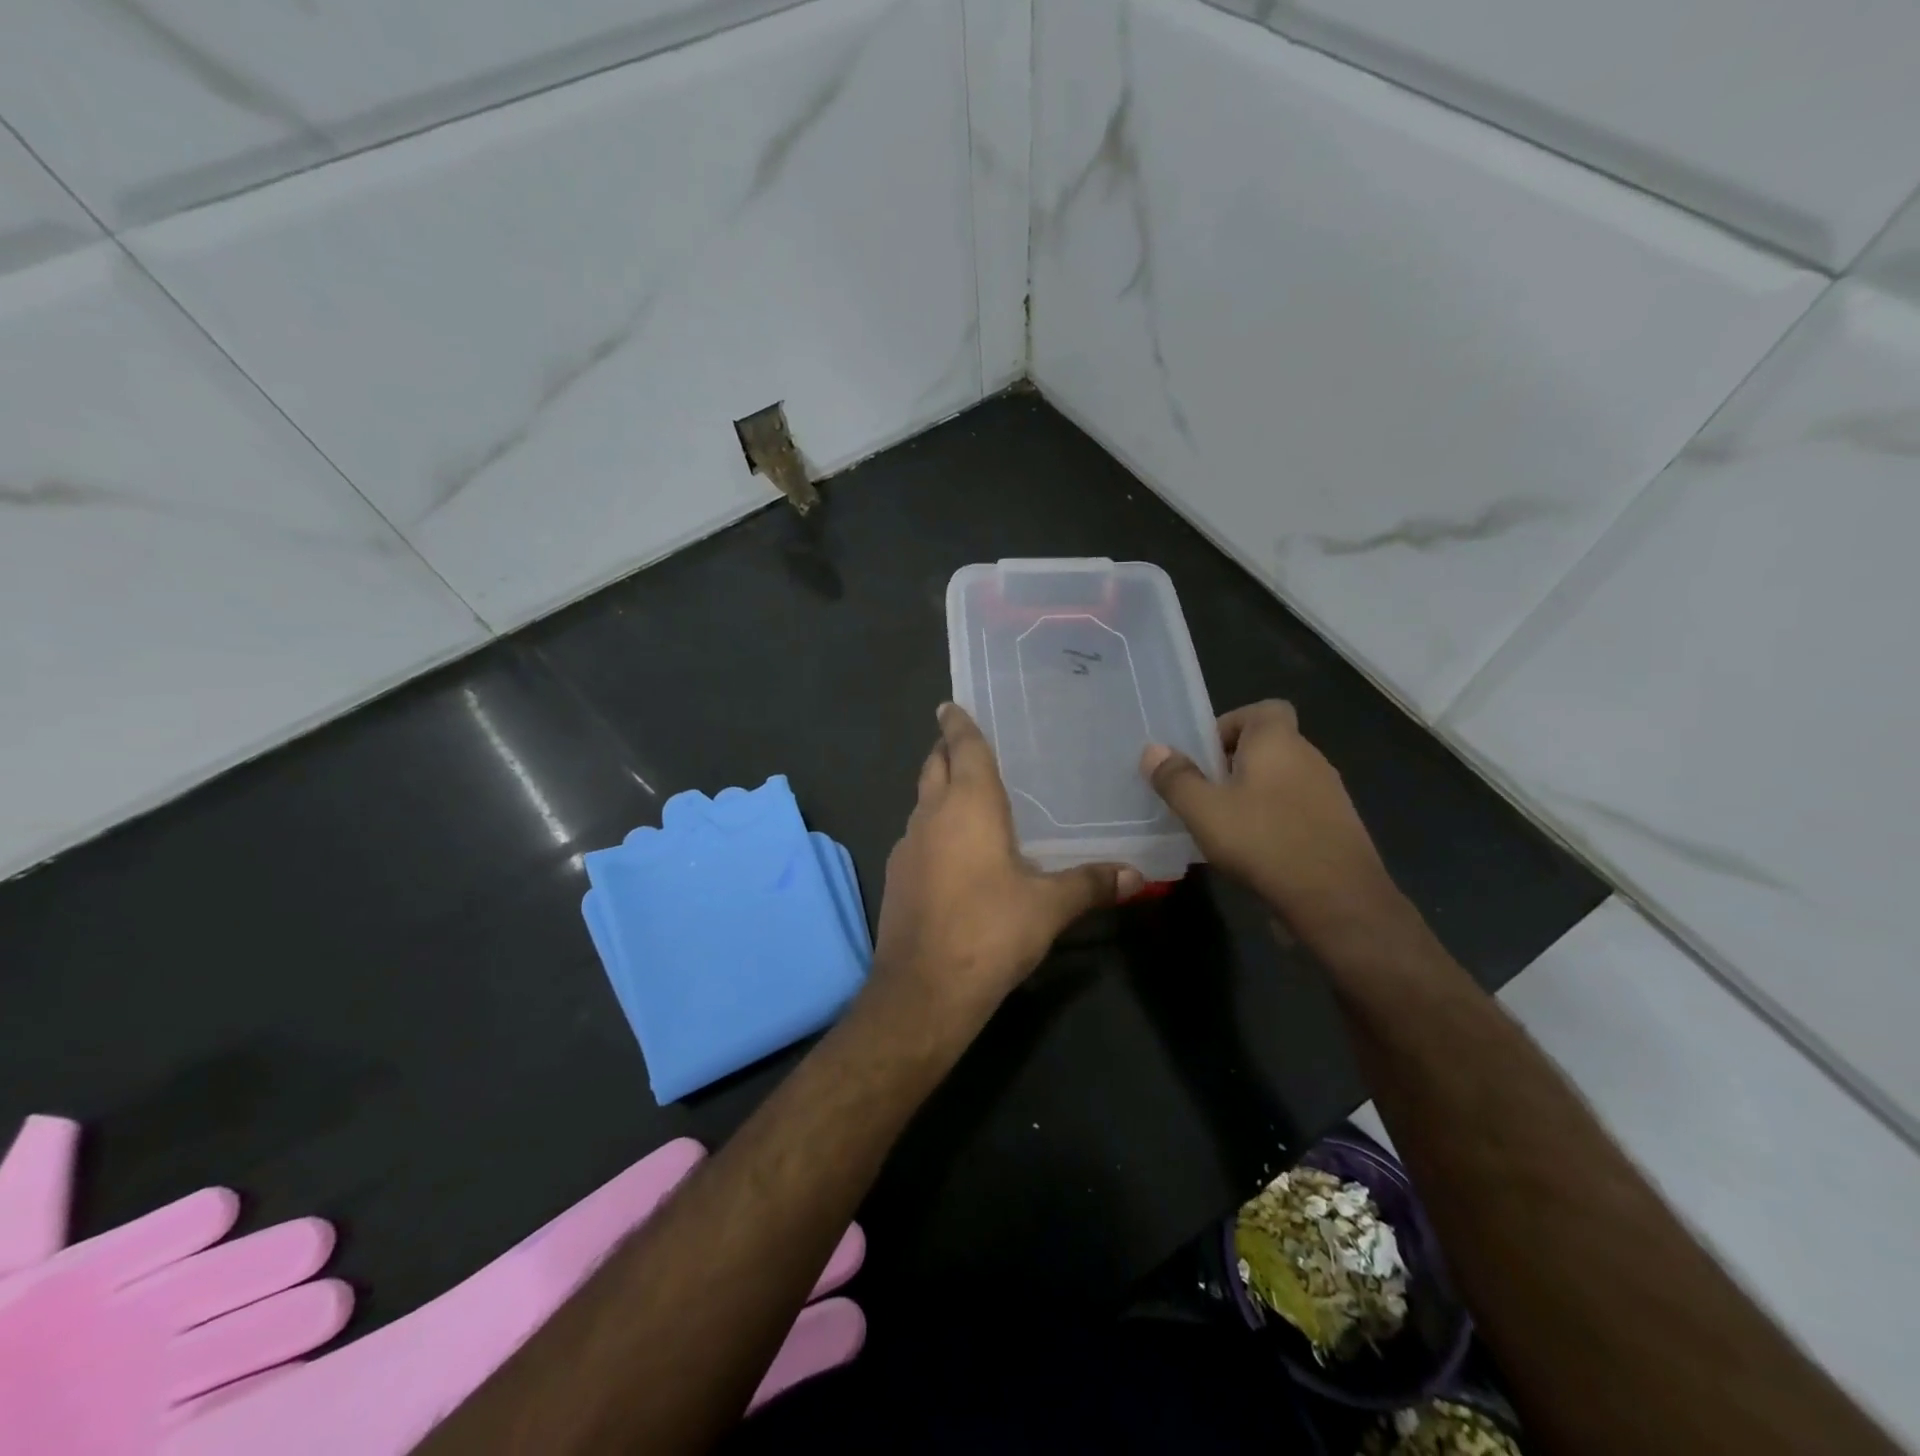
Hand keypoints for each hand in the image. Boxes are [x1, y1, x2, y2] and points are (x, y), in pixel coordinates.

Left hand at [870, 704, 1141, 1028]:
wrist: (923, 990)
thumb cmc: (989, 932)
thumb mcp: (1048, 907)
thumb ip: (1091, 884)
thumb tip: (1137, 876)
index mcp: (968, 806)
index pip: (962, 748)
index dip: (958, 724)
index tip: (950, 705)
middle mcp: (931, 816)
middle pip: (934, 767)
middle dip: (945, 750)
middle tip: (963, 741)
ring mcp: (907, 846)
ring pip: (922, 801)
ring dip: (938, 788)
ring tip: (965, 791)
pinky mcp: (896, 876)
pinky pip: (916, 834)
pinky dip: (933, 826)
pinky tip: (953, 849)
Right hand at [1141, 701, 1402, 945]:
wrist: (1337, 900)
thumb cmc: (1264, 842)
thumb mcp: (1203, 811)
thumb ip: (1176, 778)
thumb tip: (1154, 750)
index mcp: (1278, 741)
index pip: (1263, 708)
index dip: (1230, 724)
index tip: (1205, 755)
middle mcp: (1309, 757)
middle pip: (1269, 744)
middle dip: (1233, 763)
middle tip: (1205, 793)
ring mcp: (1329, 792)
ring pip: (1282, 778)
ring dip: (1253, 792)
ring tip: (1225, 825)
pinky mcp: (1338, 826)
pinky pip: (1297, 808)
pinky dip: (1274, 818)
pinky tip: (1256, 850)